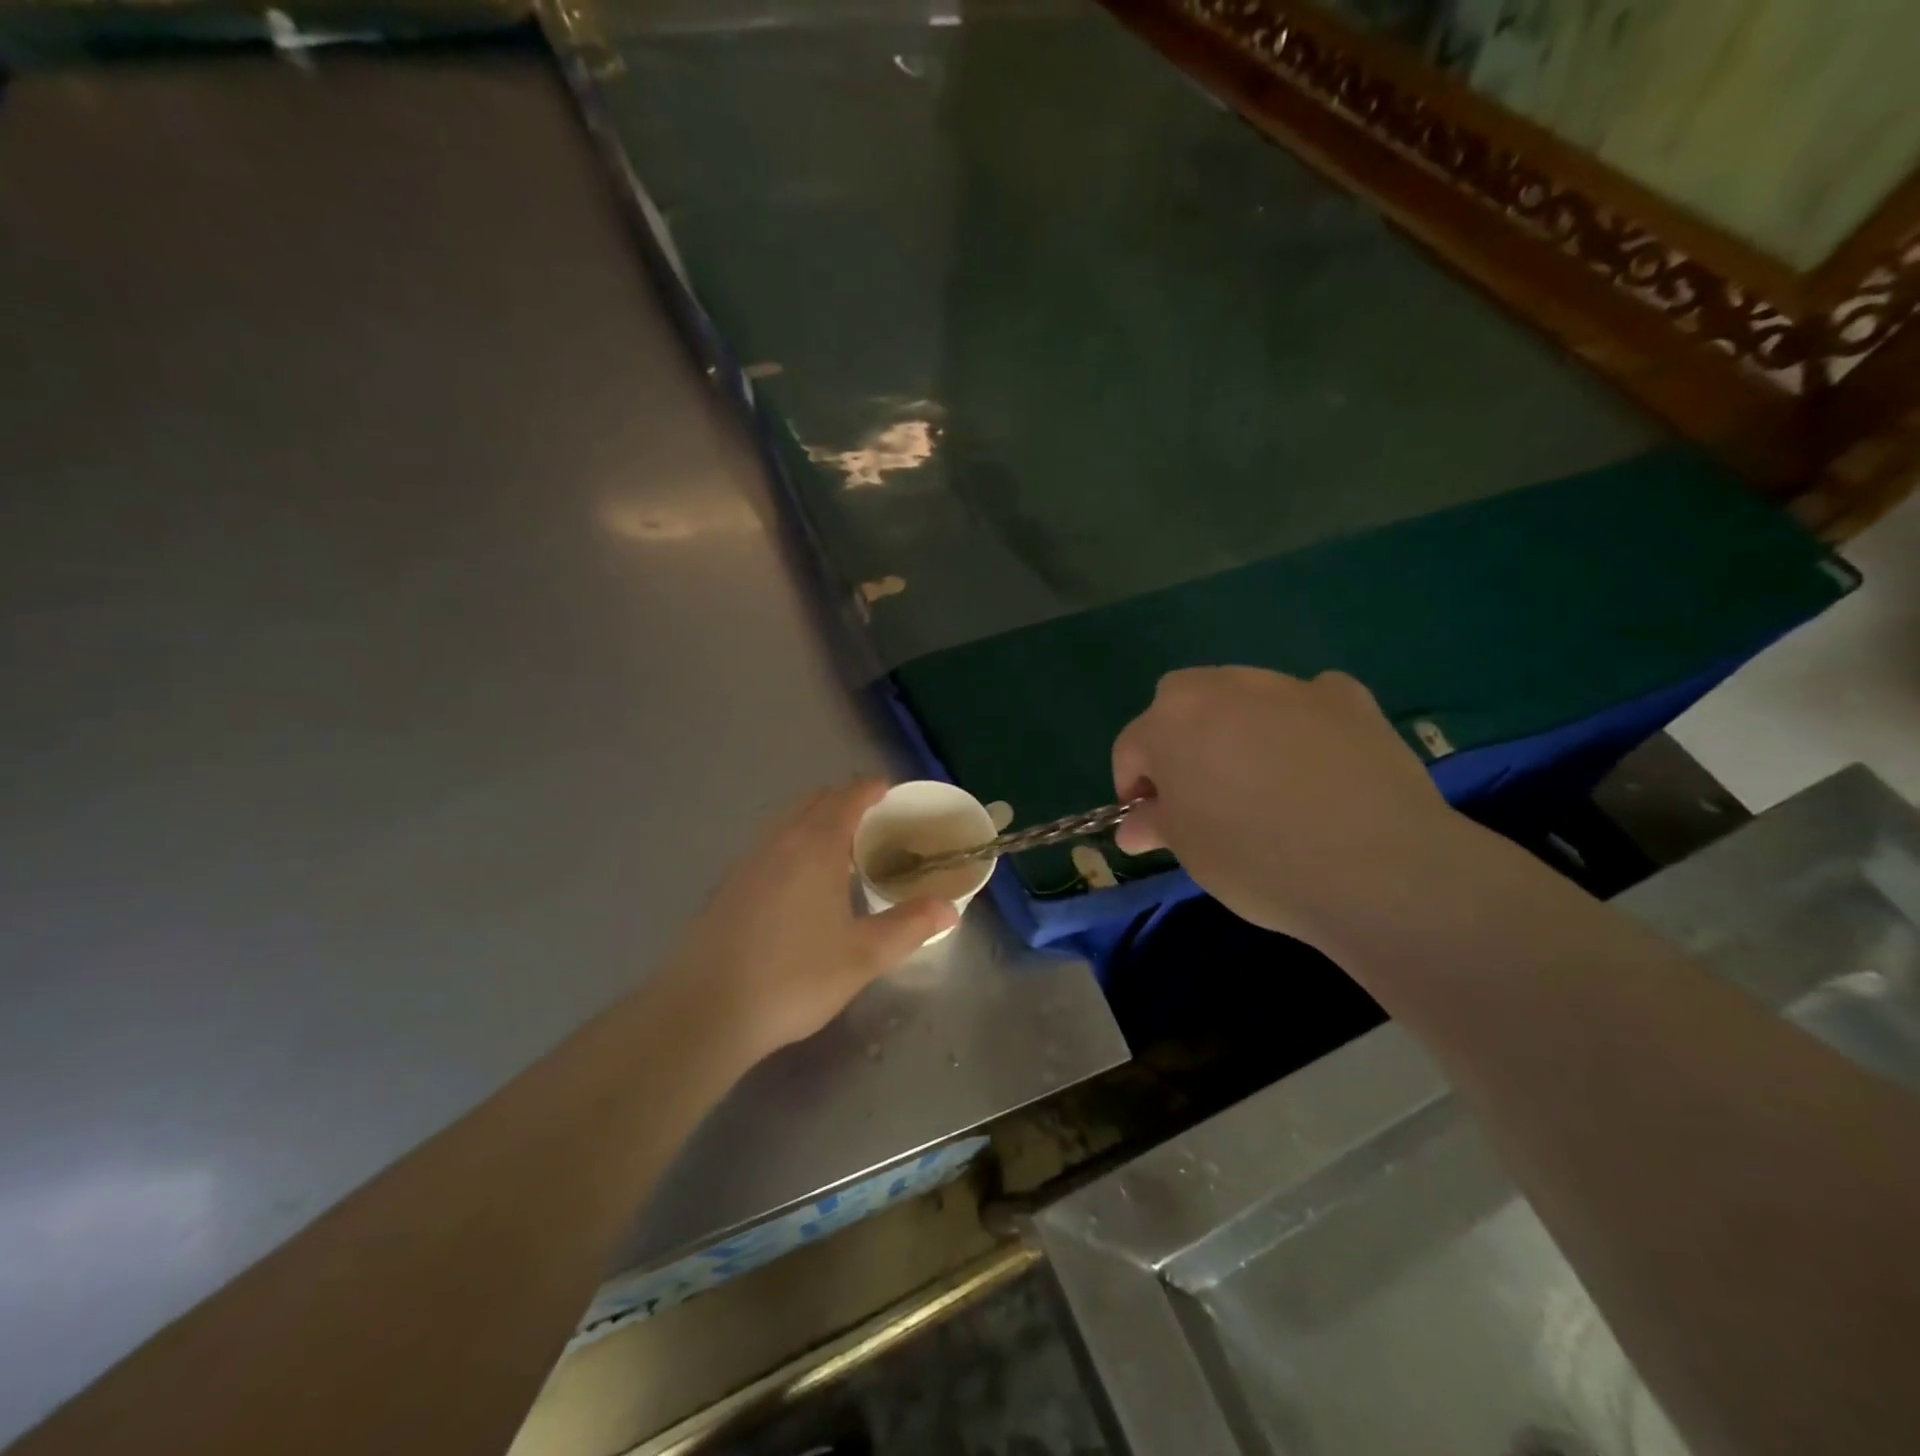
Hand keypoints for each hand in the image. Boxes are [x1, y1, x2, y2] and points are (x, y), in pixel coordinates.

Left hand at [658, 781, 957, 1066]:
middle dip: (844, 802)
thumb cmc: (793, 977)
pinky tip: (800, 886)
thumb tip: (950, 909)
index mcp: (816, 846)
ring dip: (815, 823)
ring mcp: (747, 861)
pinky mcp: (727, 886)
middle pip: (815, 801)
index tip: (890, 793)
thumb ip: (909, 927)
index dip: (871, 789)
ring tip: (841, 854)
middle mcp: (779, 842)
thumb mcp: (862, 956)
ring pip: (787, 822)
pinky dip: (792, 845)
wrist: (704, 1010)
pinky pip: (768, 846)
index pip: (847, 798)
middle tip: (873, 824)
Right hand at [1112, 667, 1470, 948]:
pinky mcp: (1346, 696)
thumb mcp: (1190, 851)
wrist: (1376, 867)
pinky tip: (1317, 763)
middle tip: (1201, 793)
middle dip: (1180, 740)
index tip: (1152, 823)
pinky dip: (1300, 723)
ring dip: (1236, 727)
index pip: (1131, 748)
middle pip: (1181, 704)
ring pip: (1242, 696)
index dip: (1134, 786)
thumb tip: (1134, 827)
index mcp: (1169, 722)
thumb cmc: (1256, 859)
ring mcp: (1287, 685)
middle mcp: (1220, 687)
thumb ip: (1157, 824)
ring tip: (1262, 781)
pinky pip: (1306, 701)